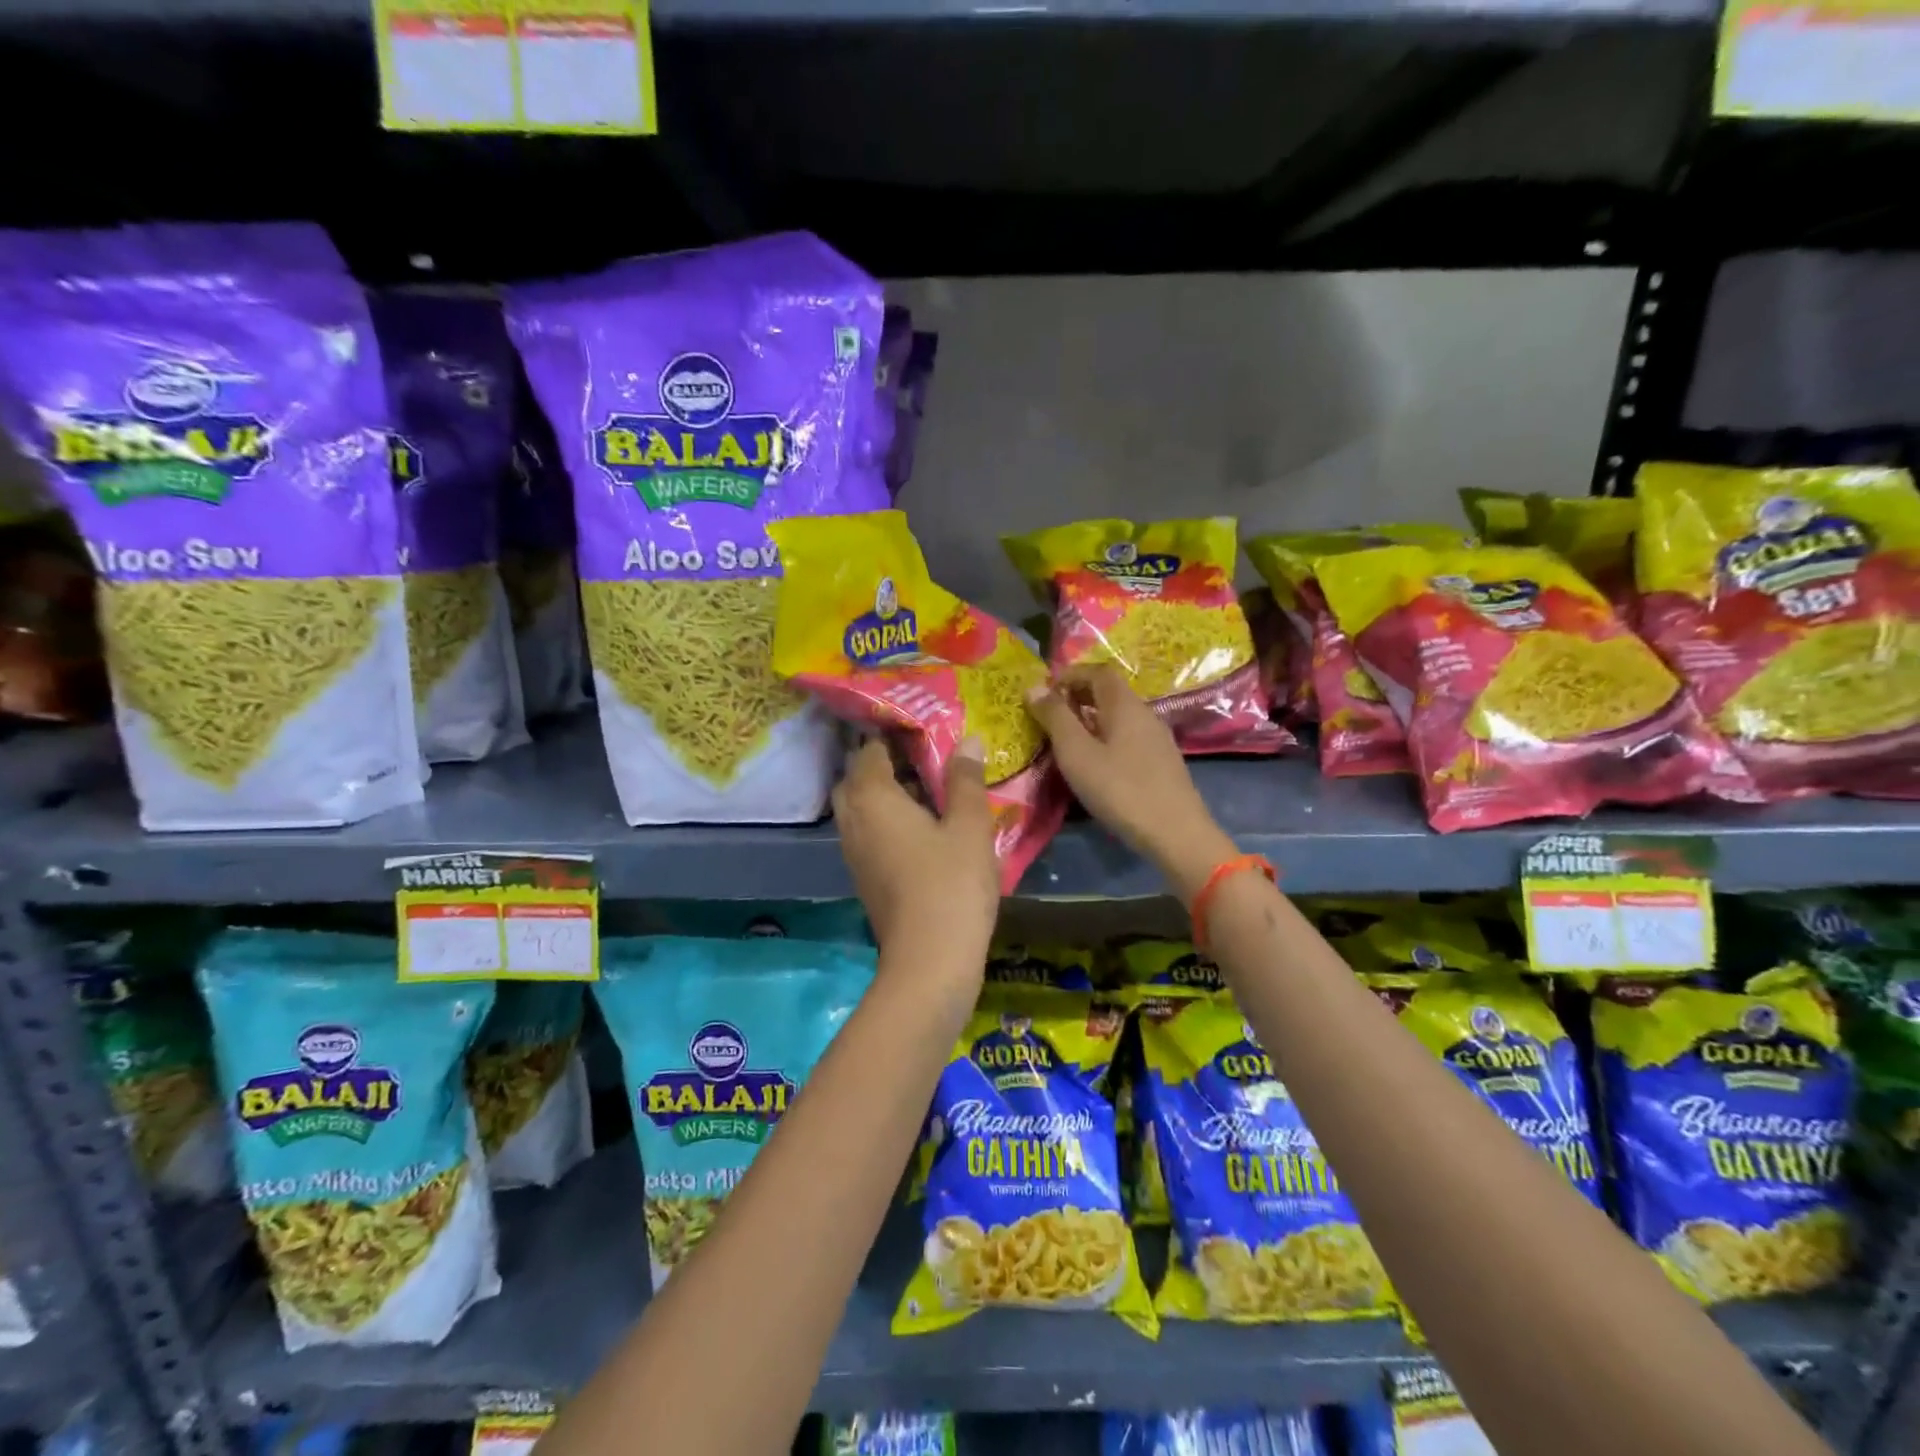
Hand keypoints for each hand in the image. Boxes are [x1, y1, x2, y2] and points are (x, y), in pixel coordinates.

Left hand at [833, 736, 998, 975]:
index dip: (893, 734)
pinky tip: (922, 829)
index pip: (870, 750)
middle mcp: (853, 819)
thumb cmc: (951, 884)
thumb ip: (965, 779)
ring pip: (860, 808)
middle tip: (924, 759)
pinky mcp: (863, 877)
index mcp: (872, 797)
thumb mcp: (969, 826)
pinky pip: (867, 833)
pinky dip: (886, 821)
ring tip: (928, 791)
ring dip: (885, 794)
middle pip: (857, 778)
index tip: (923, 728)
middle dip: (883, 764)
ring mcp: (853, 852)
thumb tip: (966, 739)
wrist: (929, 961)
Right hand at [1025, 665, 1235, 897]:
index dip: (1070, 675)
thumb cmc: (1119, 789)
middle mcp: (1145, 713)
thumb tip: (1034, 686)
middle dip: (1079, 695)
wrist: (1175, 832)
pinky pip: (1128, 736)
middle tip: (1051, 715)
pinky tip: (1097, 763)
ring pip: (1120, 715)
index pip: (1098, 671)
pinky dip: (1107, 737)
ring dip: (1092, 718)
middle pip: (1110, 692)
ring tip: (1068, 740)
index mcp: (1124, 704)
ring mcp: (1157, 738)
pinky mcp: (1162, 762)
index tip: (1046, 691)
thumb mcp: (1076, 753)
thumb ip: (1055, 717)